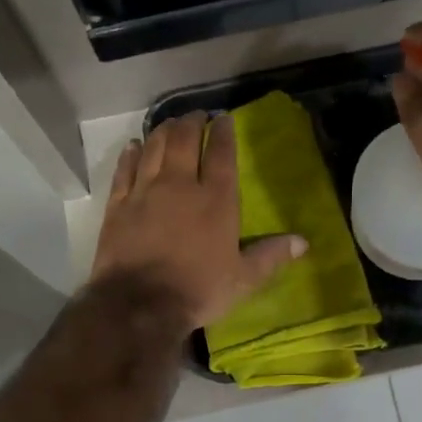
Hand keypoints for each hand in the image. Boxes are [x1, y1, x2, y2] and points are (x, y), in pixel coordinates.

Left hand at [91, 112, 306, 331]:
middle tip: (195, 116)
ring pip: (153, 148)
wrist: (139, 305)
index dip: (223, 131)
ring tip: (169, 124)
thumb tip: (303, 242)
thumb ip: (270, 256)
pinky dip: (130, 154)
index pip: (222, 153)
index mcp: (216, 200)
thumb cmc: (197, 290)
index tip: (223, 118)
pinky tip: (133, 146)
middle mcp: (180, 185)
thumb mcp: (242, 279)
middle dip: (191, 122)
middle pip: (184, 140)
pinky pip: (124, 170)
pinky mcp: (118, 205)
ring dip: (163, 131)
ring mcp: (145, 191)